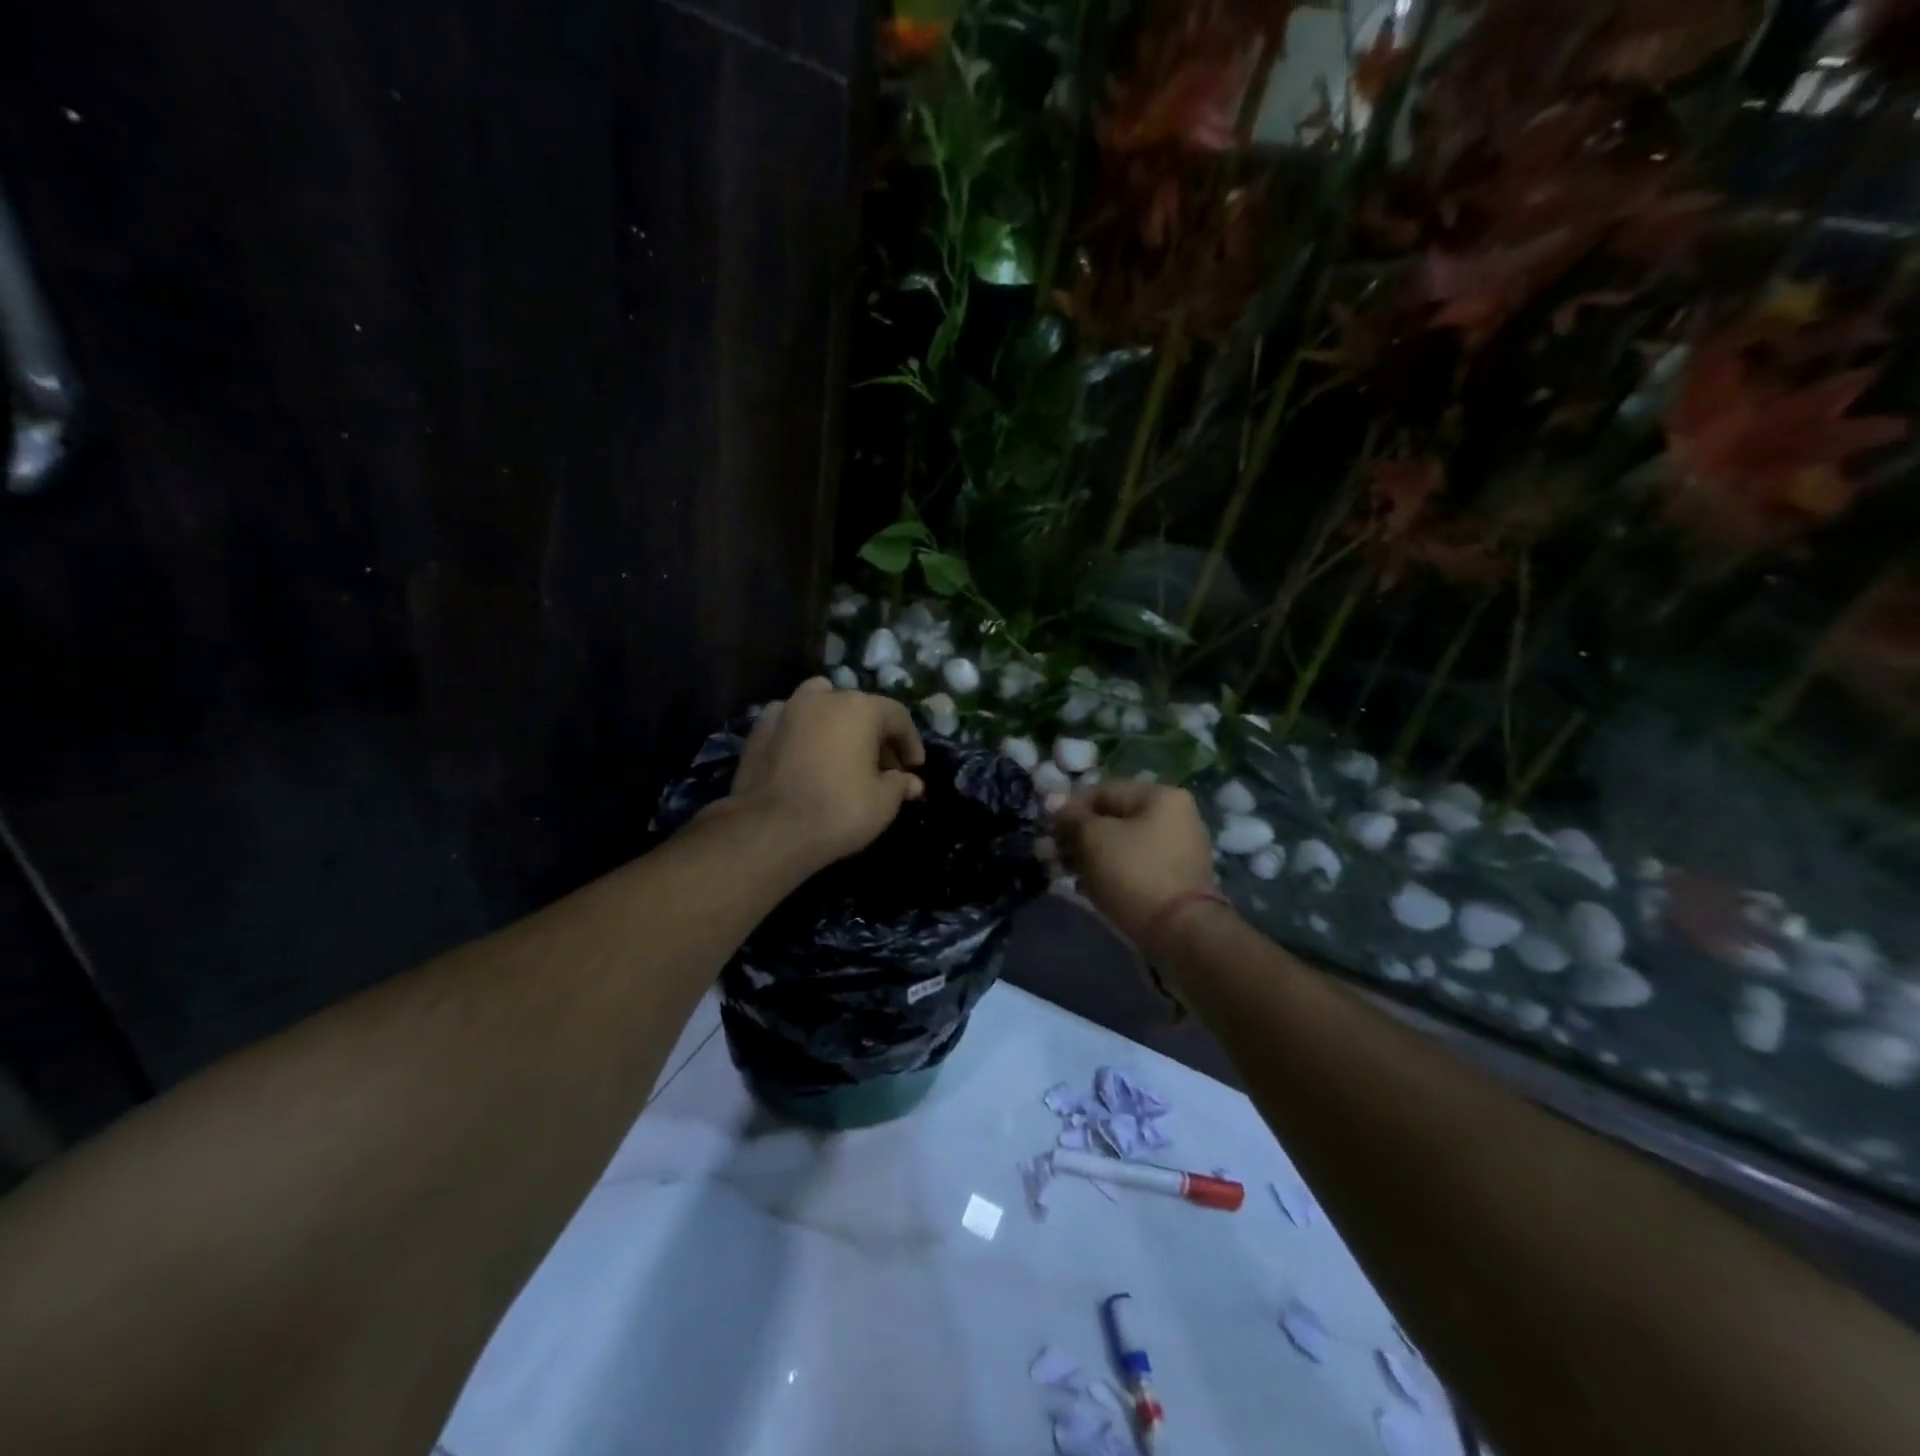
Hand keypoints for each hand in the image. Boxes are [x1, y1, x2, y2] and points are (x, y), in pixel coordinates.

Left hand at [727, 677, 925, 873]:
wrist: (770, 829)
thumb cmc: (838, 811)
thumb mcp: (883, 803)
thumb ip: (900, 785)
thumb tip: (912, 782)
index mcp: (860, 708)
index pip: (897, 716)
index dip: (910, 742)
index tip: (914, 767)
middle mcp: (823, 698)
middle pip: (859, 708)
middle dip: (876, 735)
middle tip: (884, 767)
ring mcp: (787, 709)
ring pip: (821, 703)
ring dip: (837, 722)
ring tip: (842, 751)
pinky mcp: (759, 728)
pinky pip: (791, 720)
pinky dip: (803, 730)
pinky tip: (806, 753)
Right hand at [1053, 781, 1217, 957]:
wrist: (1179, 932)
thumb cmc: (1134, 872)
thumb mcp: (1094, 838)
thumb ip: (1072, 817)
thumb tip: (1053, 802)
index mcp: (1161, 796)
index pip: (1103, 791)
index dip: (1069, 807)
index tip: (1047, 827)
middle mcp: (1175, 817)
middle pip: (1113, 819)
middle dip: (1077, 835)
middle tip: (1049, 853)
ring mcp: (1177, 850)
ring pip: (1120, 845)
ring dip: (1088, 855)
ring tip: (1060, 871)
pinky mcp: (1173, 880)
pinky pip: (1133, 866)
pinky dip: (1108, 872)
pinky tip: (1083, 885)